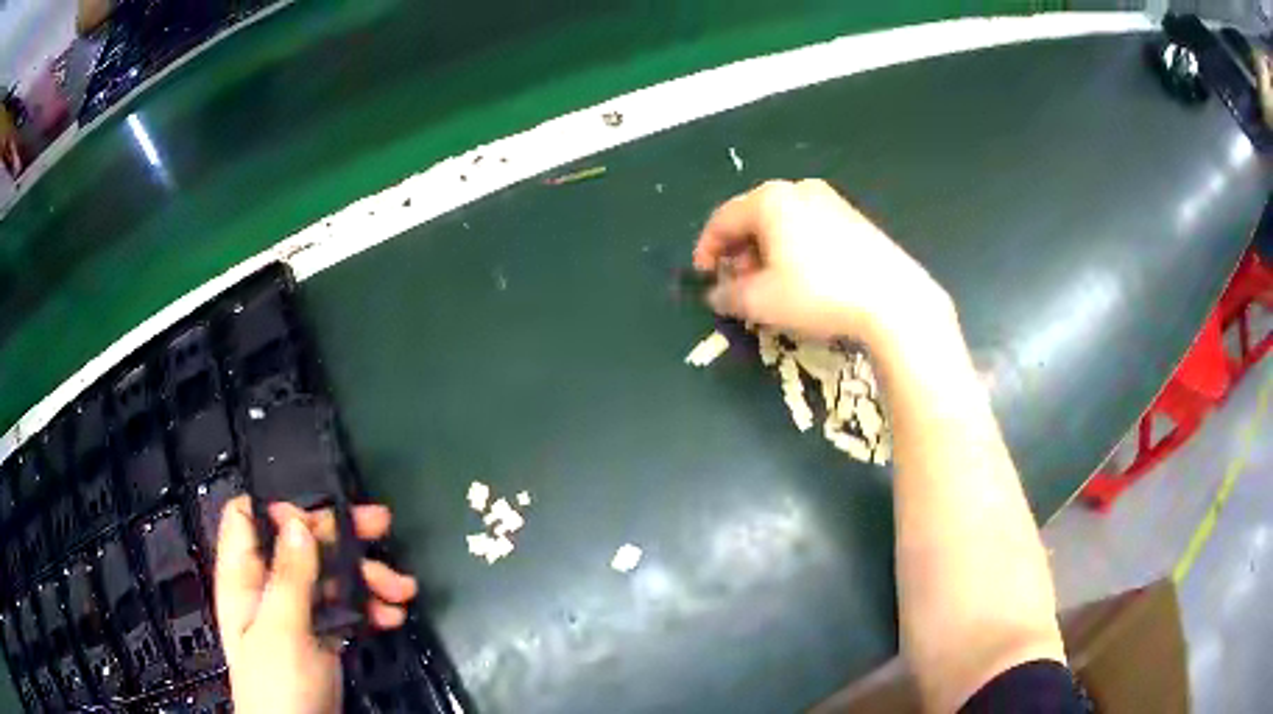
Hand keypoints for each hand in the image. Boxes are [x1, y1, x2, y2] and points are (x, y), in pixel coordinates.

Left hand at [215, 496, 419, 713]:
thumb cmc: (277, 684)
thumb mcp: (281, 630)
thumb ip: (289, 577)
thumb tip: (298, 523)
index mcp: (244, 578)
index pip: (249, 520)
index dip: (279, 512)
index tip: (317, 521)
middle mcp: (270, 589)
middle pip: (299, 544)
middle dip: (341, 536)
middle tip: (381, 525)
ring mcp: (298, 613)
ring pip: (329, 576)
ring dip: (366, 577)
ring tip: (402, 590)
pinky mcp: (322, 636)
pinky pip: (346, 608)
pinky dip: (369, 608)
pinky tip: (393, 616)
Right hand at [694, 180, 953, 346]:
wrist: (893, 300)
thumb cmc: (819, 293)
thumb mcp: (761, 301)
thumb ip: (728, 295)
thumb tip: (717, 293)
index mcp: (770, 200)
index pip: (723, 219)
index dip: (706, 249)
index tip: (703, 278)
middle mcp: (799, 190)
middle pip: (754, 218)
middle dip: (739, 252)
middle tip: (737, 285)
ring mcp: (832, 201)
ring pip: (784, 224)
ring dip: (767, 252)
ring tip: (770, 286)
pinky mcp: (855, 219)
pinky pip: (810, 229)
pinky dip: (795, 250)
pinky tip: (804, 279)